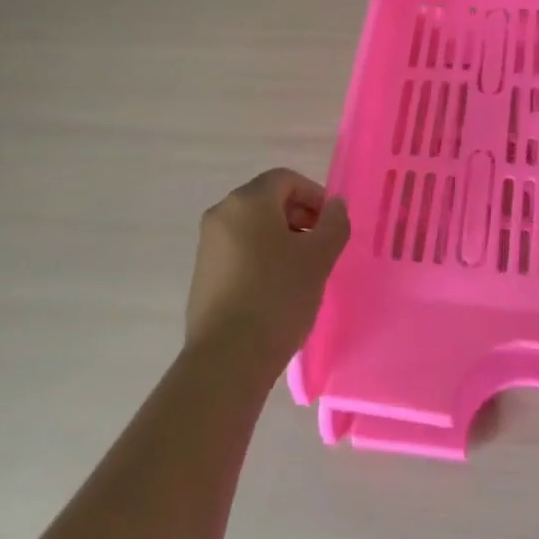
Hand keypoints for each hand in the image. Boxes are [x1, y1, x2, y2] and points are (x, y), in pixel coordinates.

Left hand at [185, 168, 350, 376]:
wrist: (227, 358)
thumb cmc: (277, 296)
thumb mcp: (318, 258)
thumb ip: (334, 223)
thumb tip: (335, 205)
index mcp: (247, 201)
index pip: (286, 180)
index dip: (315, 196)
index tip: (331, 226)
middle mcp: (222, 214)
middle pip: (268, 201)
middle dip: (299, 218)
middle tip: (321, 249)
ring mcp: (208, 245)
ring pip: (253, 228)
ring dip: (282, 240)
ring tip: (302, 273)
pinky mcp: (203, 274)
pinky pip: (239, 252)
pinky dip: (261, 259)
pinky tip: (277, 292)